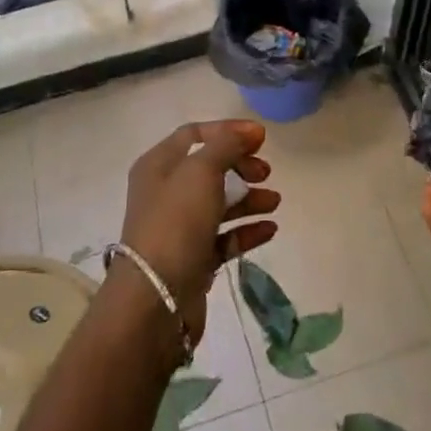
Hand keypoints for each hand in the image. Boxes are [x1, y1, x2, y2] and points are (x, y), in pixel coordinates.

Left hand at [120, 119, 279, 344]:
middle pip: (210, 168)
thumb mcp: (201, 171)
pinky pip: (224, 237)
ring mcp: (179, 227)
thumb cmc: (175, 223)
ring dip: (249, 199)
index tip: (261, 138)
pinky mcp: (194, 258)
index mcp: (159, 165)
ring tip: (274, 202)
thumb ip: (227, 145)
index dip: (228, 131)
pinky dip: (246, 230)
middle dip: (241, 166)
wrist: (156, 300)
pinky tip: (270, 229)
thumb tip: (251, 130)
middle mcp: (166, 192)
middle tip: (265, 172)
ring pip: (220, 203)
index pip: (194, 134)